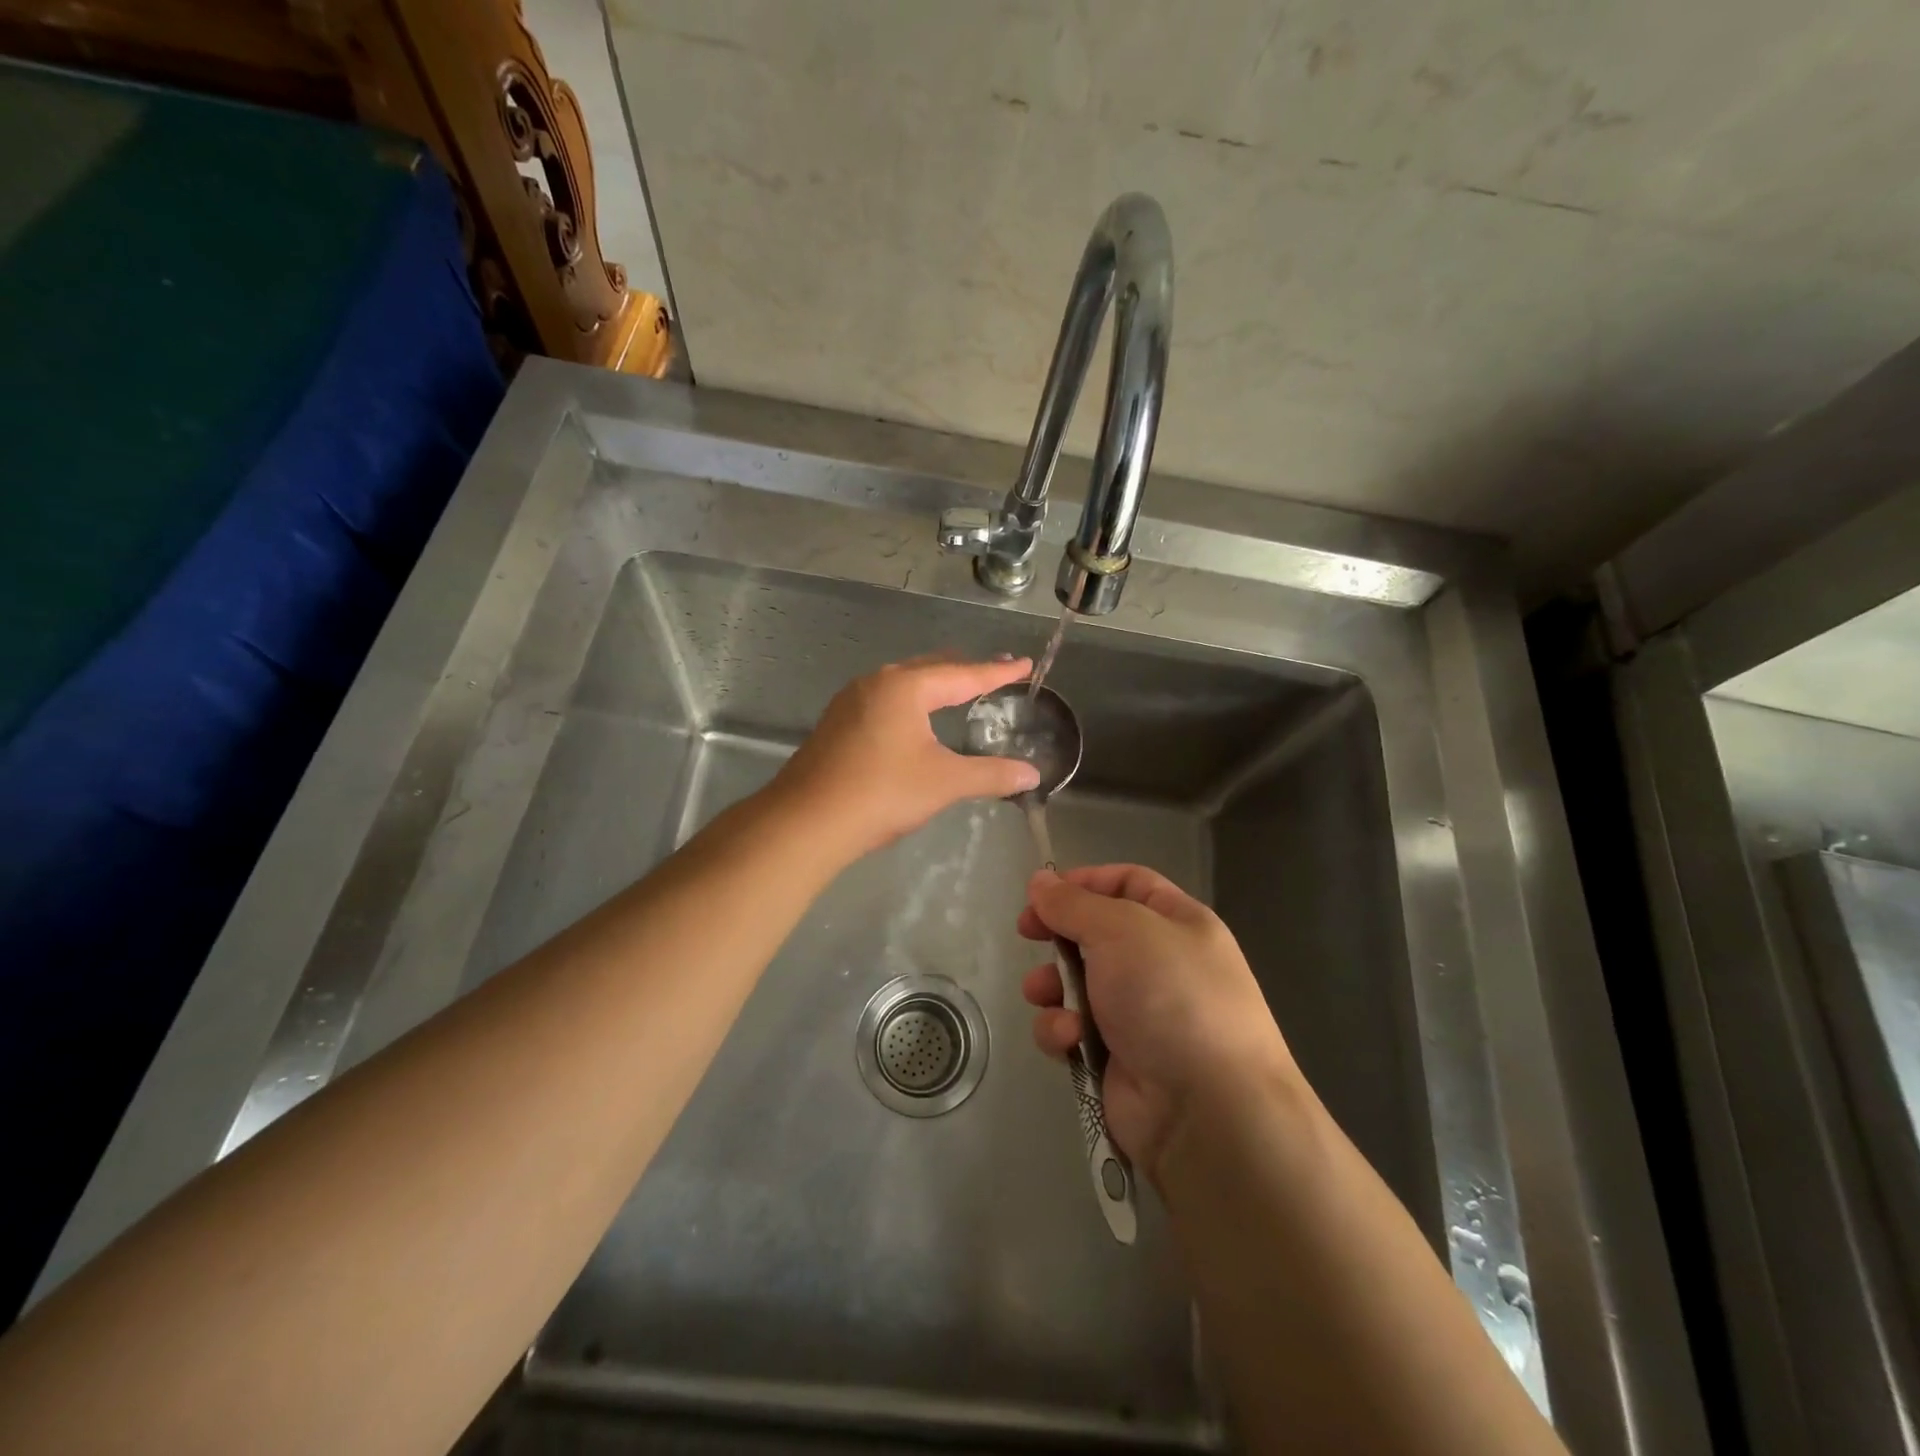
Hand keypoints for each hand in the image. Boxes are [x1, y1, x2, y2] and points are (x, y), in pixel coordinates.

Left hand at [774, 656, 1042, 859]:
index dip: (997, 671)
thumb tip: (1033, 774)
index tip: (1024, 663)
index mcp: (906, 687)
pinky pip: (885, 700)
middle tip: (996, 671)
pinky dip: (912, 701)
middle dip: (965, 670)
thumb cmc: (881, 793)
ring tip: (959, 687)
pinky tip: (915, 718)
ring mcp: (851, 702)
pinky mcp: (838, 724)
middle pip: (931, 669)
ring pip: (904, 683)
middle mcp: (877, 683)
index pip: (963, 674)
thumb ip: (991, 774)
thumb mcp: (944, 782)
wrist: (806, 821)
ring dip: (935, 683)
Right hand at [1019, 865, 1295, 1180]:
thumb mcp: (1121, 930)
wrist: (1207, 1110)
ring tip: (1042, 994)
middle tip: (1026, 934)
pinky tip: (1068, 1039)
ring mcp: (1139, 1014)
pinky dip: (1062, 1031)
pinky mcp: (1116, 1058)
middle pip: (1096, 933)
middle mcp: (1161, 964)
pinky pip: (1074, 1030)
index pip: (1129, 883)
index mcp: (1178, 923)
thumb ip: (1073, 903)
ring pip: (1076, 983)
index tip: (1043, 891)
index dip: (1085, 881)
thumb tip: (1040, 879)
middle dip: (1058, 935)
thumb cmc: (1169, 996)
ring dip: (1052, 986)